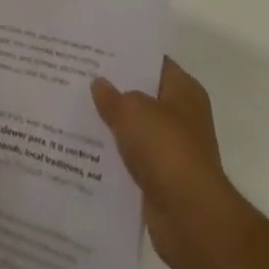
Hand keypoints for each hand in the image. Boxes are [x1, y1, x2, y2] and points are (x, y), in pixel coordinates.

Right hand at [92, 58, 248, 268]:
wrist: (190, 219)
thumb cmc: (166, 149)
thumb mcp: (132, 110)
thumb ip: (112, 96)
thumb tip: (99, 84)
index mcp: (184, 90)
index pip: (154, 61)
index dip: (127, 54)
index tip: (97, 49)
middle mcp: (183, 117)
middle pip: (144, 95)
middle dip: (116, 89)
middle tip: (80, 76)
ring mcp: (174, 150)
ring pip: (137, 129)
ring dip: (114, 125)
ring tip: (78, 109)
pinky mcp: (164, 181)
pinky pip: (134, 160)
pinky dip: (116, 157)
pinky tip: (87, 148)